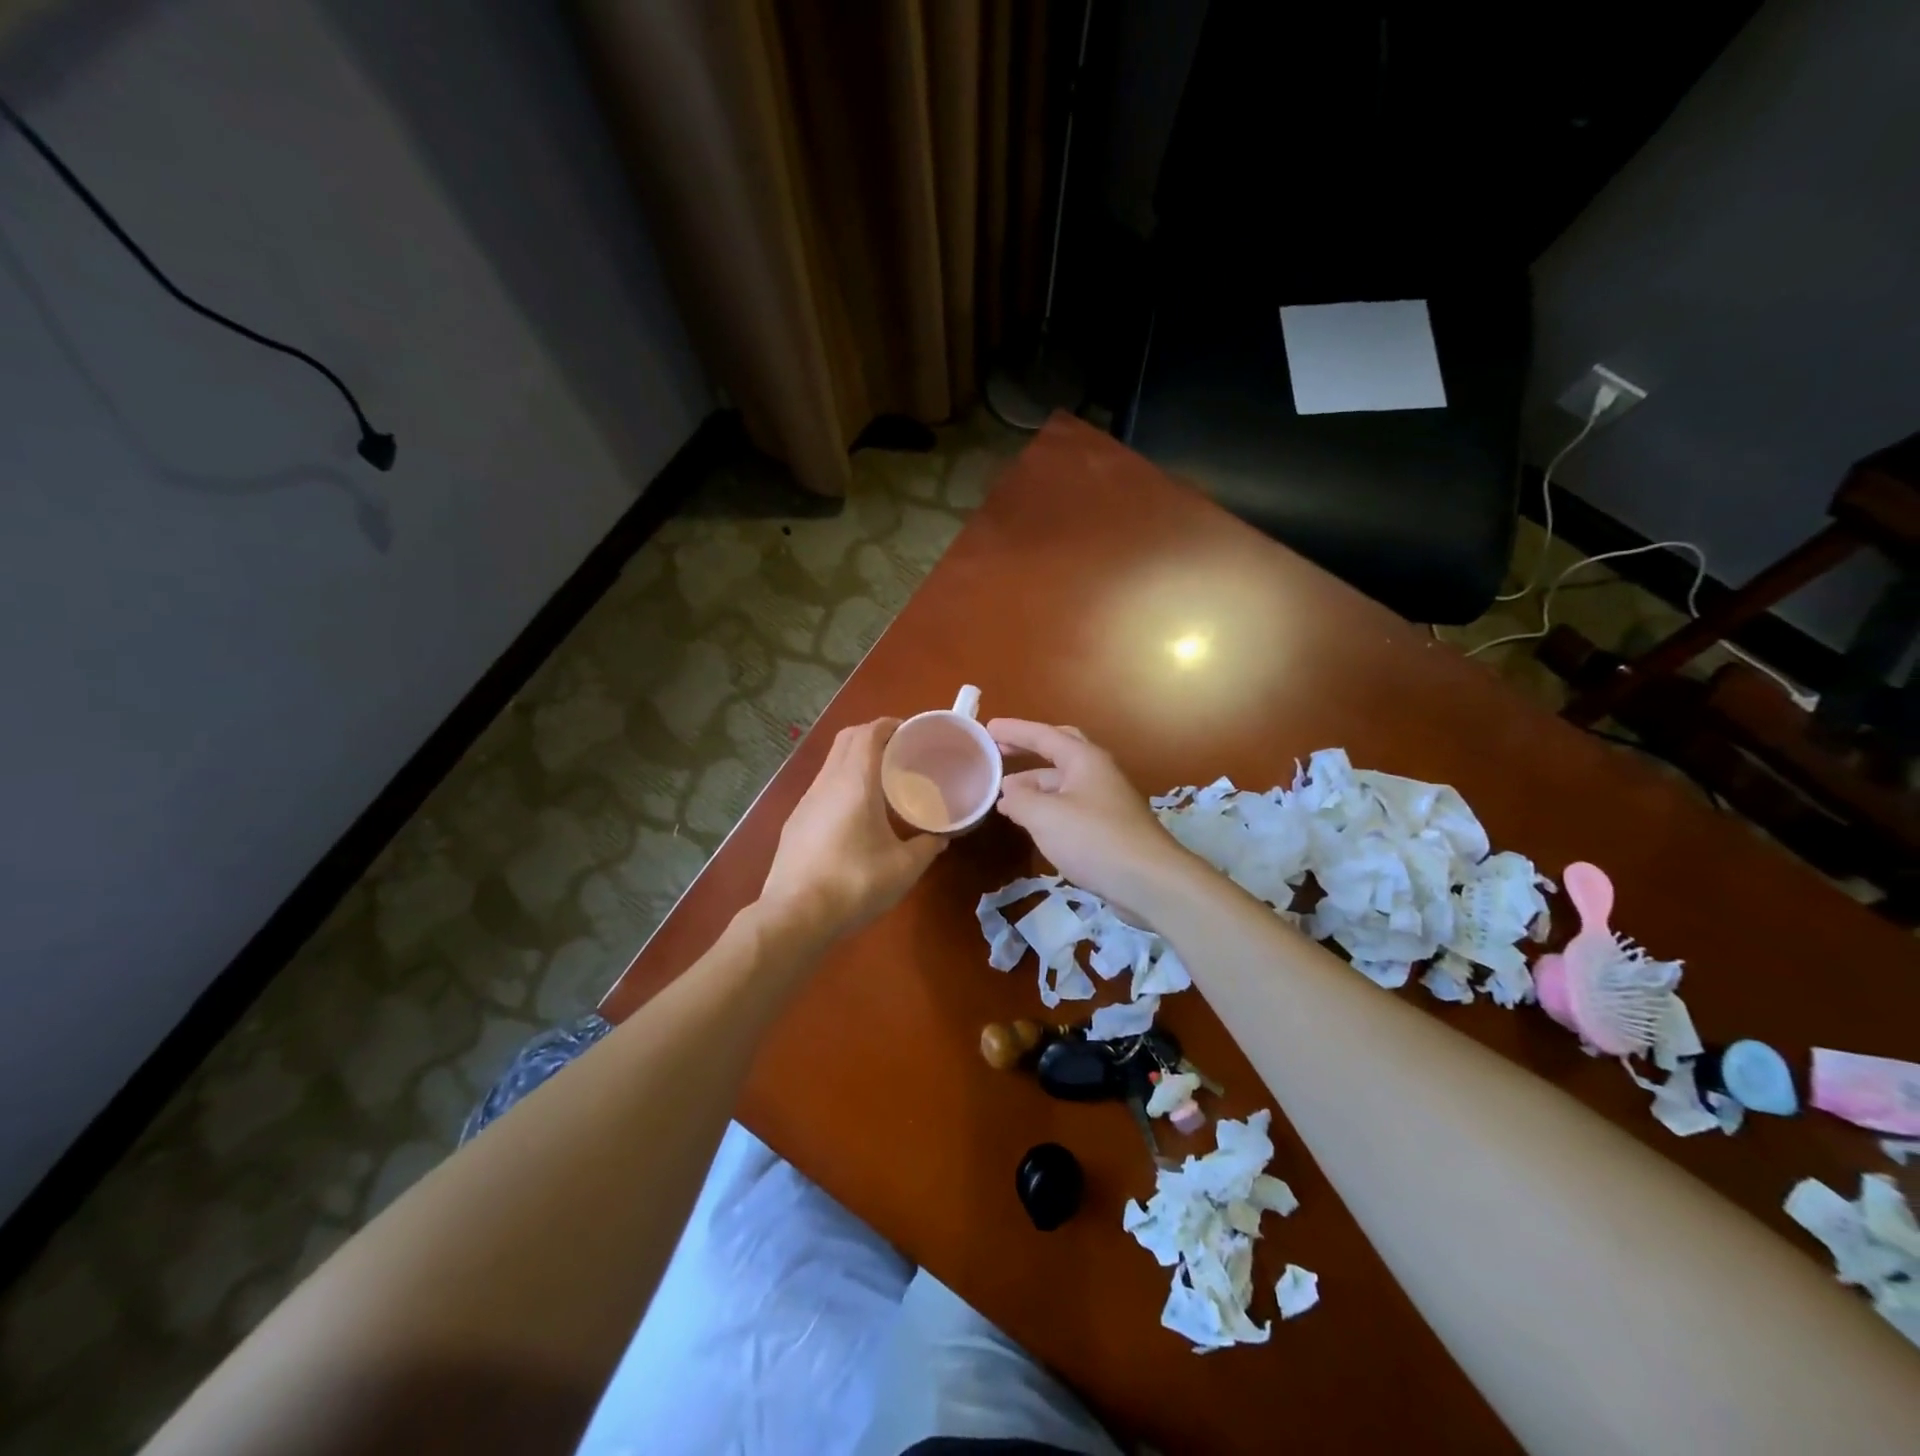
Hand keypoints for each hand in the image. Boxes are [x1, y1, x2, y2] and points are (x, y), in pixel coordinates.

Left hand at [759, 718, 946, 940]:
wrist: (795, 916)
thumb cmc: (854, 884)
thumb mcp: (903, 869)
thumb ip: (927, 847)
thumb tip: (941, 838)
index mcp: (854, 783)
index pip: (868, 733)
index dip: (890, 725)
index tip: (911, 731)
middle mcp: (827, 783)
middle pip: (846, 739)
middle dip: (872, 735)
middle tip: (900, 751)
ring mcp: (806, 802)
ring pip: (831, 763)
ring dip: (855, 759)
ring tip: (881, 780)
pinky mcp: (795, 823)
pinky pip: (822, 787)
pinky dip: (841, 783)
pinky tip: (855, 813)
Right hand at [987, 719, 1199, 916]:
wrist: (1149, 881)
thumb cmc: (1094, 839)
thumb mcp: (1045, 816)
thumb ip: (1020, 799)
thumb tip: (1009, 789)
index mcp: (1084, 759)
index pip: (1043, 735)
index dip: (1014, 731)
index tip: (987, 728)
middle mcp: (1097, 772)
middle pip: (1059, 751)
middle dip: (1028, 750)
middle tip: (1000, 753)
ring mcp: (1105, 800)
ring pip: (1062, 783)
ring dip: (1033, 785)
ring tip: (1004, 797)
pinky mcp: (1108, 826)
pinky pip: (1069, 806)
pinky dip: (1046, 807)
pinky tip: (1031, 823)